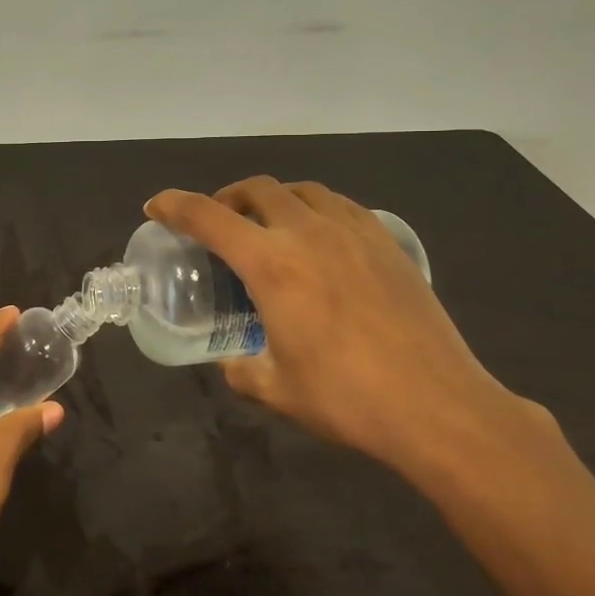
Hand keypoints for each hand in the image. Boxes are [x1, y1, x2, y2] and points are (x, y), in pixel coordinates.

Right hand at [146, 177, 538, 483]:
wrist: (437, 405)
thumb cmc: (347, 399)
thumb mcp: (276, 390)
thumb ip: (242, 370)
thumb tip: (233, 363)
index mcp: (271, 264)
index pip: (209, 217)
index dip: (175, 205)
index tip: (157, 205)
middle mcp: (308, 233)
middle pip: (257, 189)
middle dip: (227, 197)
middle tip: (219, 221)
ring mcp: (353, 232)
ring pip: (302, 190)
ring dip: (274, 198)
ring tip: (269, 225)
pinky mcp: (386, 242)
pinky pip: (341, 205)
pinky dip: (315, 208)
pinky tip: (321, 238)